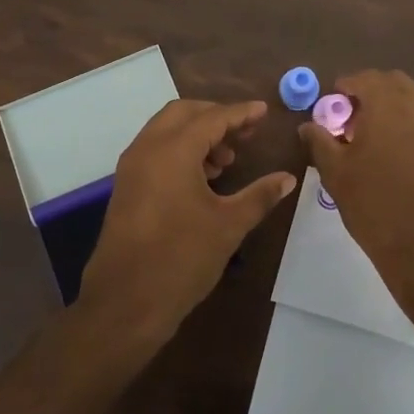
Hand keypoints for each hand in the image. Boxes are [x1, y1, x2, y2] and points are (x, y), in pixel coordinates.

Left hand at [80, 99, 295, 346]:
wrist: (126, 302)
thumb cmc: (182, 259)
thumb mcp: (228, 225)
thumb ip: (259, 196)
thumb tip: (287, 178)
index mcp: (173, 151)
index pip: (212, 118)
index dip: (241, 113)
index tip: (264, 112)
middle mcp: (147, 148)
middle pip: (184, 113)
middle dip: (216, 117)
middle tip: (246, 133)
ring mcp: (132, 167)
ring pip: (166, 130)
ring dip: (197, 134)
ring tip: (227, 160)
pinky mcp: (126, 186)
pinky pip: (155, 150)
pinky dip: (180, 150)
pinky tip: (203, 178)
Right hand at [298, 70, 413, 309]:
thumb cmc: (375, 206)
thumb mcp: (336, 174)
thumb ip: (320, 142)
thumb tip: (309, 125)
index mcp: (387, 106)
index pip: (364, 79)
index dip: (344, 87)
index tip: (330, 106)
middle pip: (393, 82)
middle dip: (370, 91)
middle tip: (350, 118)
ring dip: (392, 106)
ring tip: (372, 136)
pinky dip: (409, 123)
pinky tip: (394, 153)